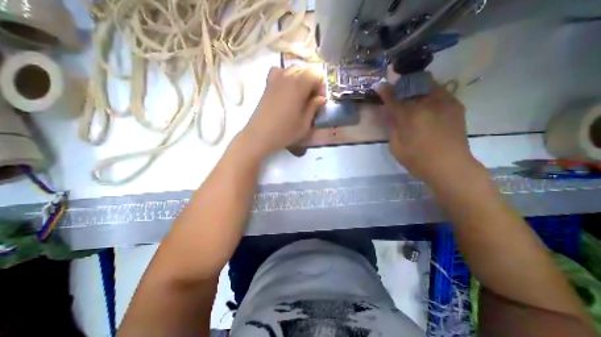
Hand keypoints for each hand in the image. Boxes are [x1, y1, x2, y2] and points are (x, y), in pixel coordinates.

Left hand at [238, 67, 326, 158]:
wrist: (260, 135)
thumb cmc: (285, 131)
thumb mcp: (305, 123)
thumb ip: (314, 107)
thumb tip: (321, 98)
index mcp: (299, 84)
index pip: (316, 74)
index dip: (321, 86)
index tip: (319, 101)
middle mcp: (287, 76)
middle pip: (305, 71)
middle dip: (311, 83)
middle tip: (310, 100)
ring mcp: (275, 79)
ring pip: (293, 70)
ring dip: (300, 80)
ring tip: (299, 96)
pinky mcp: (267, 84)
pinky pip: (279, 72)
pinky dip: (285, 77)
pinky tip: (285, 90)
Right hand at [374, 79, 481, 185]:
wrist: (449, 166)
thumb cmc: (417, 159)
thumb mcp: (396, 146)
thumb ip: (393, 127)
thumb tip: (390, 113)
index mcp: (409, 116)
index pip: (393, 98)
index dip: (385, 91)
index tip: (379, 86)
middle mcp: (427, 104)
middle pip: (411, 86)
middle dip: (401, 86)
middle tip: (396, 91)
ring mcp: (444, 102)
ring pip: (427, 84)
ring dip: (416, 87)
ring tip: (411, 94)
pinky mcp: (455, 105)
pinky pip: (440, 91)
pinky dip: (429, 92)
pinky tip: (426, 102)